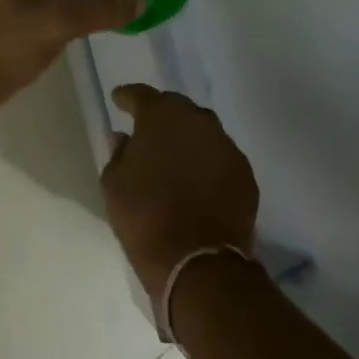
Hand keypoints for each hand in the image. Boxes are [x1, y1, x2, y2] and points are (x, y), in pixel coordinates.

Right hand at [102, 84, 259, 300]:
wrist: (199, 263)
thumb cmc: (145, 217)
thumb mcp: (114, 184)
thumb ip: (118, 153)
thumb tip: (124, 138)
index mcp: (160, 116)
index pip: (141, 95)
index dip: (127, 97)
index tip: (118, 99)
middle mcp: (196, 120)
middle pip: (176, 106)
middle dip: (161, 114)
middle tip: (149, 129)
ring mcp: (225, 145)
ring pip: (202, 129)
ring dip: (187, 136)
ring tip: (176, 153)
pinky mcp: (245, 172)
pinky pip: (220, 156)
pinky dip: (207, 161)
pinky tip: (199, 178)